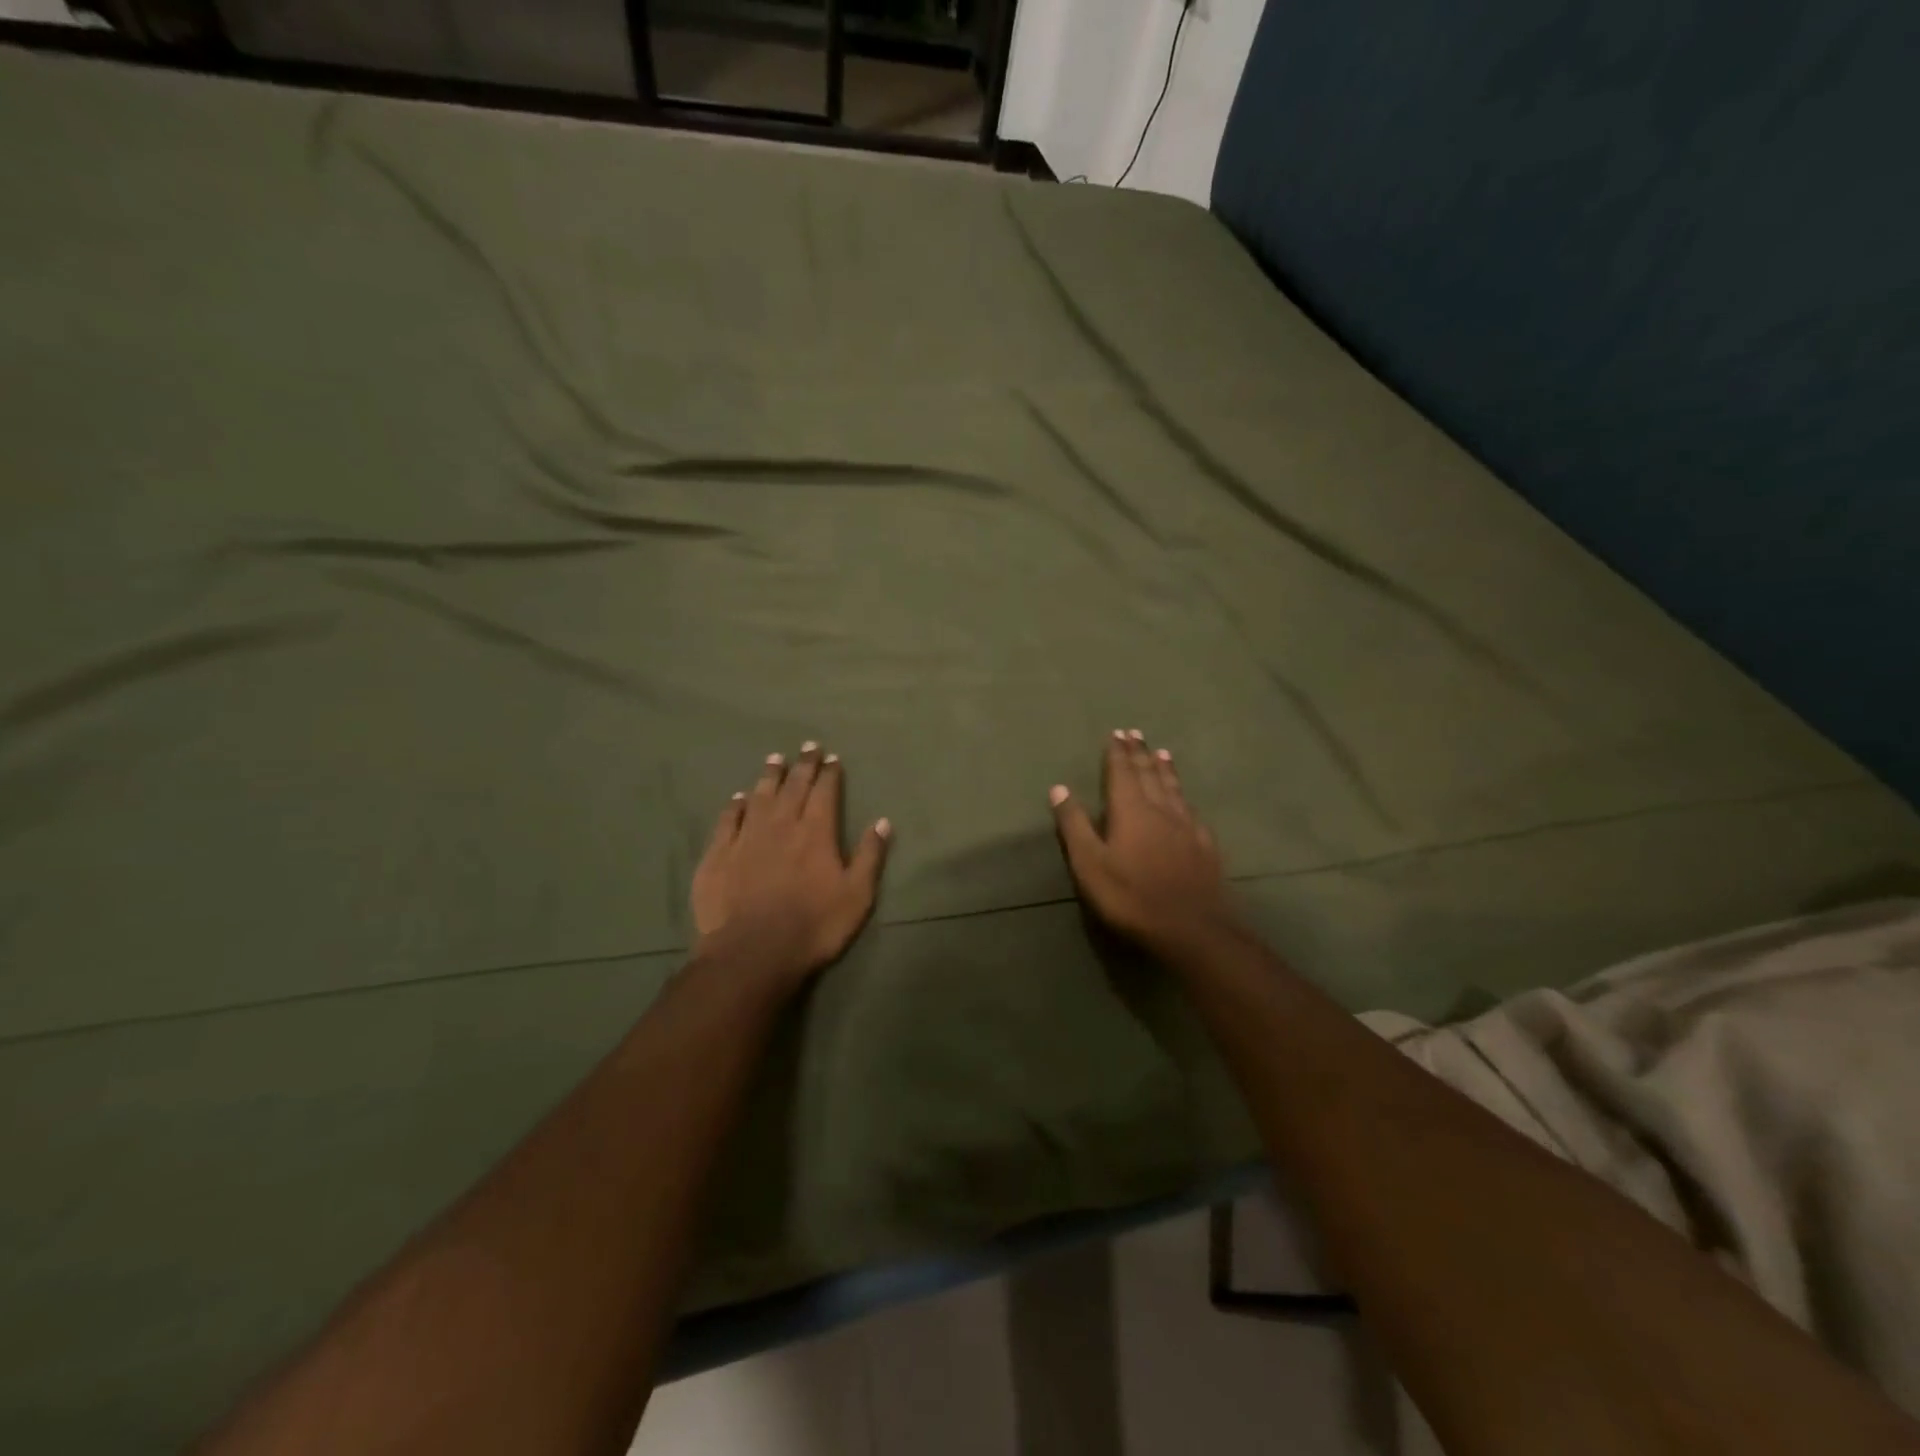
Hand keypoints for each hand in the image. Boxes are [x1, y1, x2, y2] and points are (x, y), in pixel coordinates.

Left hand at [692, 743, 890, 991]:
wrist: (753, 951)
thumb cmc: (814, 925)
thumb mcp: (857, 895)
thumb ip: (870, 856)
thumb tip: (883, 821)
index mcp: (816, 832)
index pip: (824, 792)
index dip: (829, 773)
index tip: (831, 757)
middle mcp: (781, 825)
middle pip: (793, 787)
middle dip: (802, 765)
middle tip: (807, 746)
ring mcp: (746, 837)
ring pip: (760, 797)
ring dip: (769, 776)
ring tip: (775, 758)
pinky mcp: (719, 855)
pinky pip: (728, 820)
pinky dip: (734, 805)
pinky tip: (738, 797)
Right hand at [1050, 730, 1238, 956]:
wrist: (1192, 927)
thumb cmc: (1131, 896)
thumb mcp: (1090, 864)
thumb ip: (1074, 825)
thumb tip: (1059, 788)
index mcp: (1131, 810)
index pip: (1122, 772)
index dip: (1118, 752)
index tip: (1117, 733)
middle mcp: (1161, 809)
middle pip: (1149, 774)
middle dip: (1140, 753)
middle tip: (1136, 733)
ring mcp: (1187, 826)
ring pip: (1173, 788)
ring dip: (1165, 768)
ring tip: (1162, 752)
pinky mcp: (1205, 844)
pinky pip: (1191, 809)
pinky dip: (1184, 795)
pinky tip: (1186, 799)